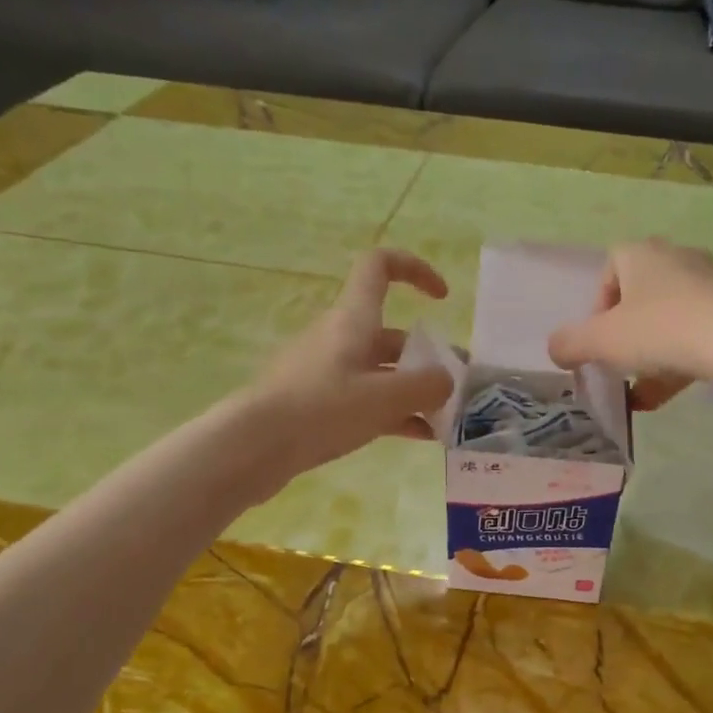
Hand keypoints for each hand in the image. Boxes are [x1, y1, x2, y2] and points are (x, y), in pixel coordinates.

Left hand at [247, 249, 454, 475]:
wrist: (255, 445)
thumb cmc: (322, 408)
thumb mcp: (385, 397)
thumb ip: (426, 386)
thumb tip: (446, 381)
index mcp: (354, 319)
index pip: (380, 266)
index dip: (414, 270)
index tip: (442, 298)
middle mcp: (340, 337)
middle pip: (392, 334)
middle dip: (428, 358)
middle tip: (457, 388)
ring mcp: (328, 371)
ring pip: (381, 372)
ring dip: (414, 390)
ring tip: (445, 418)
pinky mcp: (320, 403)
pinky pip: (367, 400)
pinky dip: (395, 413)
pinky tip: (420, 437)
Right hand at [548, 240, 712, 409]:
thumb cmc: (658, 330)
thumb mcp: (600, 342)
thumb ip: (569, 344)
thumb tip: (556, 349)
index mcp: (641, 254)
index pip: (610, 268)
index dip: (598, 305)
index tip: (598, 338)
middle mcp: (676, 259)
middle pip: (641, 295)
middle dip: (626, 332)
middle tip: (619, 361)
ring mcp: (710, 283)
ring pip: (670, 319)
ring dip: (652, 353)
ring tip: (641, 390)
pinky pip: (697, 336)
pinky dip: (679, 363)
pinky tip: (664, 397)